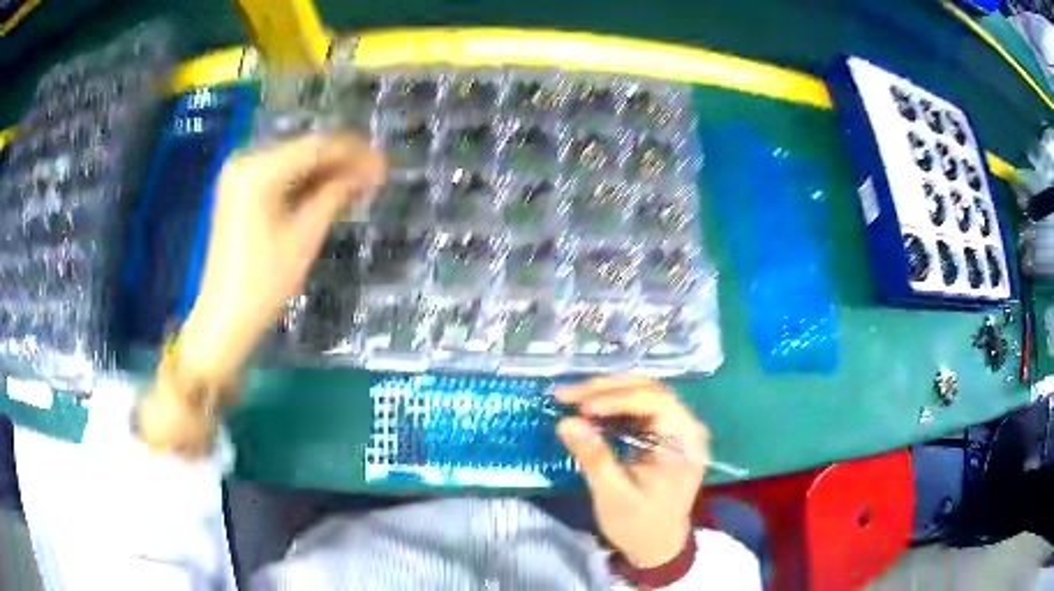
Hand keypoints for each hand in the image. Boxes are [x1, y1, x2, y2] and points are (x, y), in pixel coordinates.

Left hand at [178, 132, 385, 383]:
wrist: (225, 315)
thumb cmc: (264, 281)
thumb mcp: (305, 235)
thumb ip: (336, 193)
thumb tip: (367, 171)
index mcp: (259, 170)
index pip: (316, 147)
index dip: (354, 153)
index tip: (383, 164)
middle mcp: (246, 160)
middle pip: (304, 149)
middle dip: (341, 161)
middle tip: (375, 174)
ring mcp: (240, 173)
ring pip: (294, 161)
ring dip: (325, 171)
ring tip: (358, 183)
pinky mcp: (239, 188)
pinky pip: (279, 174)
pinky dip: (304, 181)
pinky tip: (329, 190)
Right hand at [555, 376, 708, 568]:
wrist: (657, 545)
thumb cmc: (640, 524)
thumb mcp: (614, 496)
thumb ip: (594, 458)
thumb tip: (566, 423)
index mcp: (685, 442)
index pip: (656, 402)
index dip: (618, 398)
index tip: (583, 407)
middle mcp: (687, 427)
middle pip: (649, 390)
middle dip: (606, 389)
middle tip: (567, 395)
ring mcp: (676, 429)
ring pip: (642, 394)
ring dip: (606, 393)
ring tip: (571, 398)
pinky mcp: (664, 434)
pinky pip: (639, 408)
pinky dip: (611, 405)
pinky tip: (588, 409)